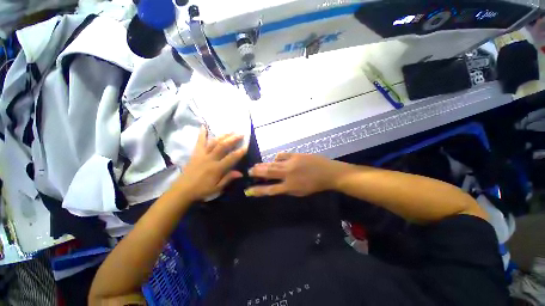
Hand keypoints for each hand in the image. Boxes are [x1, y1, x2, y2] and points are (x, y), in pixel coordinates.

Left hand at [174, 126, 246, 201]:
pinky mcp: (195, 153)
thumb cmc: (201, 190)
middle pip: (223, 146)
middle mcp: (210, 159)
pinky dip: (201, 134)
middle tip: (241, 133)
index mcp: (216, 168)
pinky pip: (199, 142)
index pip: (231, 158)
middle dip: (233, 139)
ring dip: (223, 136)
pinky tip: (203, 126)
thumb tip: (241, 173)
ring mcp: (202, 155)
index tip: (247, 145)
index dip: (240, 151)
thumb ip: (228, 179)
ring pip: (213, 142)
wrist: (182, 190)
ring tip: (230, 131)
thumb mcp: (217, 188)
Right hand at [245, 153, 346, 196]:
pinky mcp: (295, 155)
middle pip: (268, 173)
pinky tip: (275, 159)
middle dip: (256, 172)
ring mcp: (291, 163)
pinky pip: (281, 155)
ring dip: (263, 165)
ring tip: (256, 165)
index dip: (258, 190)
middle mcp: (288, 174)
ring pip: (273, 163)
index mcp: (290, 186)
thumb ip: (286, 189)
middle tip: (249, 171)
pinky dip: (276, 158)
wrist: (329, 172)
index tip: (248, 190)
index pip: (270, 189)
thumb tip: (275, 185)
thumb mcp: (300, 192)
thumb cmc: (315, 185)